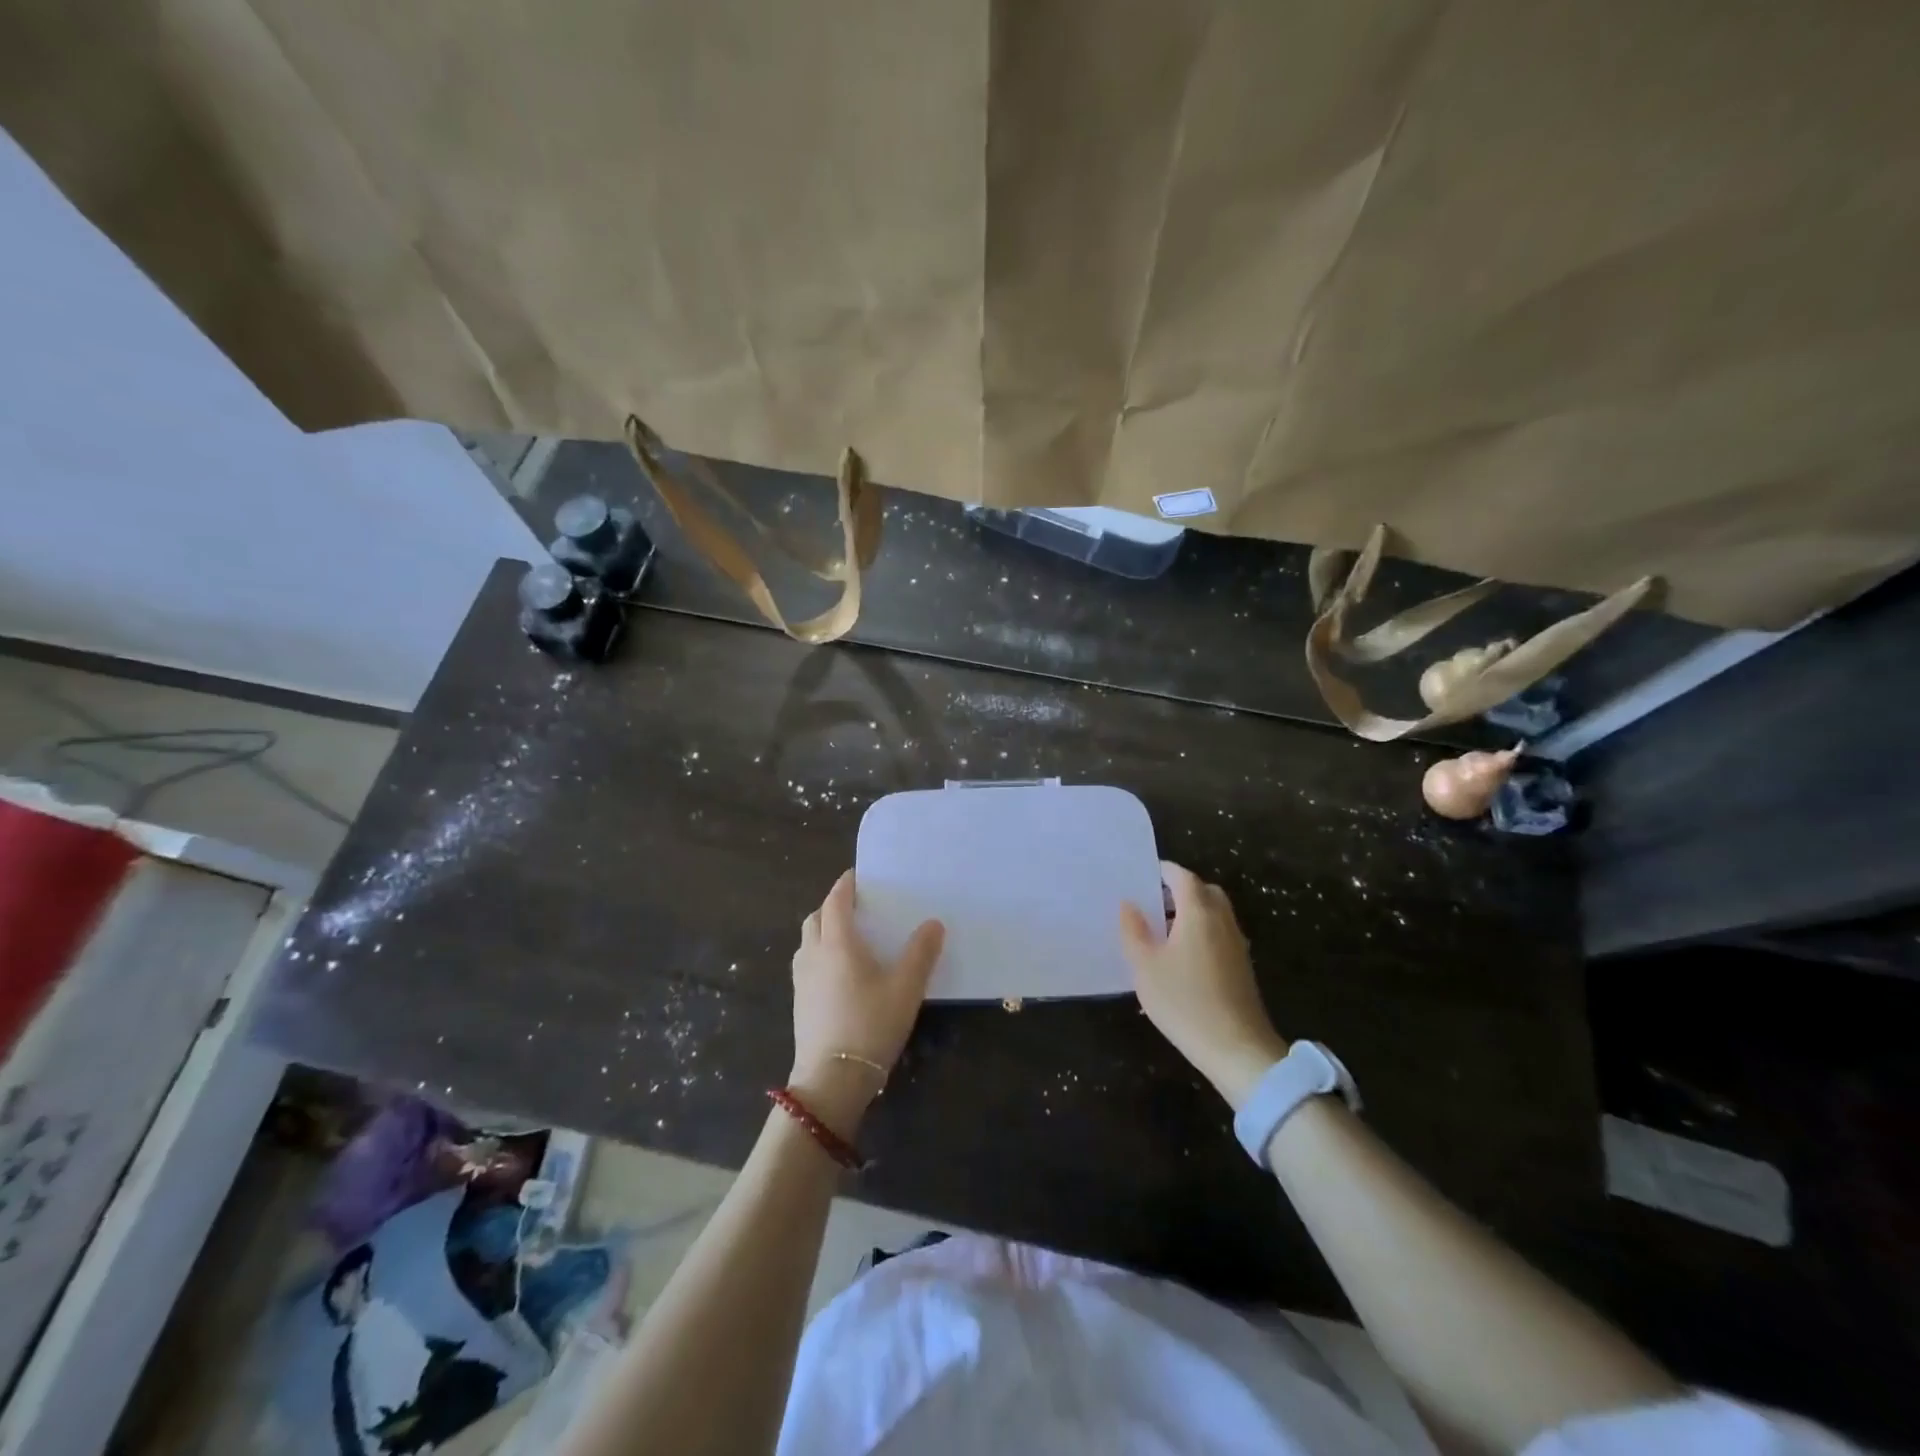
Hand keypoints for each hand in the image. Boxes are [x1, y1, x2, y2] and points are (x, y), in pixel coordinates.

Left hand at [789, 871, 944, 1134]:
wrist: (832, 1080)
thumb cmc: (870, 1025)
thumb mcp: (906, 988)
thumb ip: (921, 953)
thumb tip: (933, 923)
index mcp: (837, 943)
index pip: (836, 901)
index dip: (846, 885)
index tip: (859, 876)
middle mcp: (813, 954)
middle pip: (816, 917)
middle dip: (832, 906)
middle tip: (857, 906)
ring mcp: (801, 979)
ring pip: (807, 941)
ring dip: (822, 929)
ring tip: (848, 936)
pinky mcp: (799, 1002)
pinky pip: (806, 963)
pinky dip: (819, 953)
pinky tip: (839, 971)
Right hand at [1120, 861, 1287, 1109]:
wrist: (1237, 1049)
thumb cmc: (1185, 1002)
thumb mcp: (1145, 967)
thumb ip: (1134, 931)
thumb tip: (1129, 904)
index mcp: (1198, 912)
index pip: (1183, 877)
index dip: (1164, 871)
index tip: (1144, 874)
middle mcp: (1222, 920)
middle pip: (1204, 890)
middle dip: (1180, 889)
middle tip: (1153, 901)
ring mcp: (1236, 943)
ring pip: (1215, 912)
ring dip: (1192, 911)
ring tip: (1163, 929)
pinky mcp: (1242, 966)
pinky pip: (1220, 932)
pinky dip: (1202, 930)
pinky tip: (1182, 955)